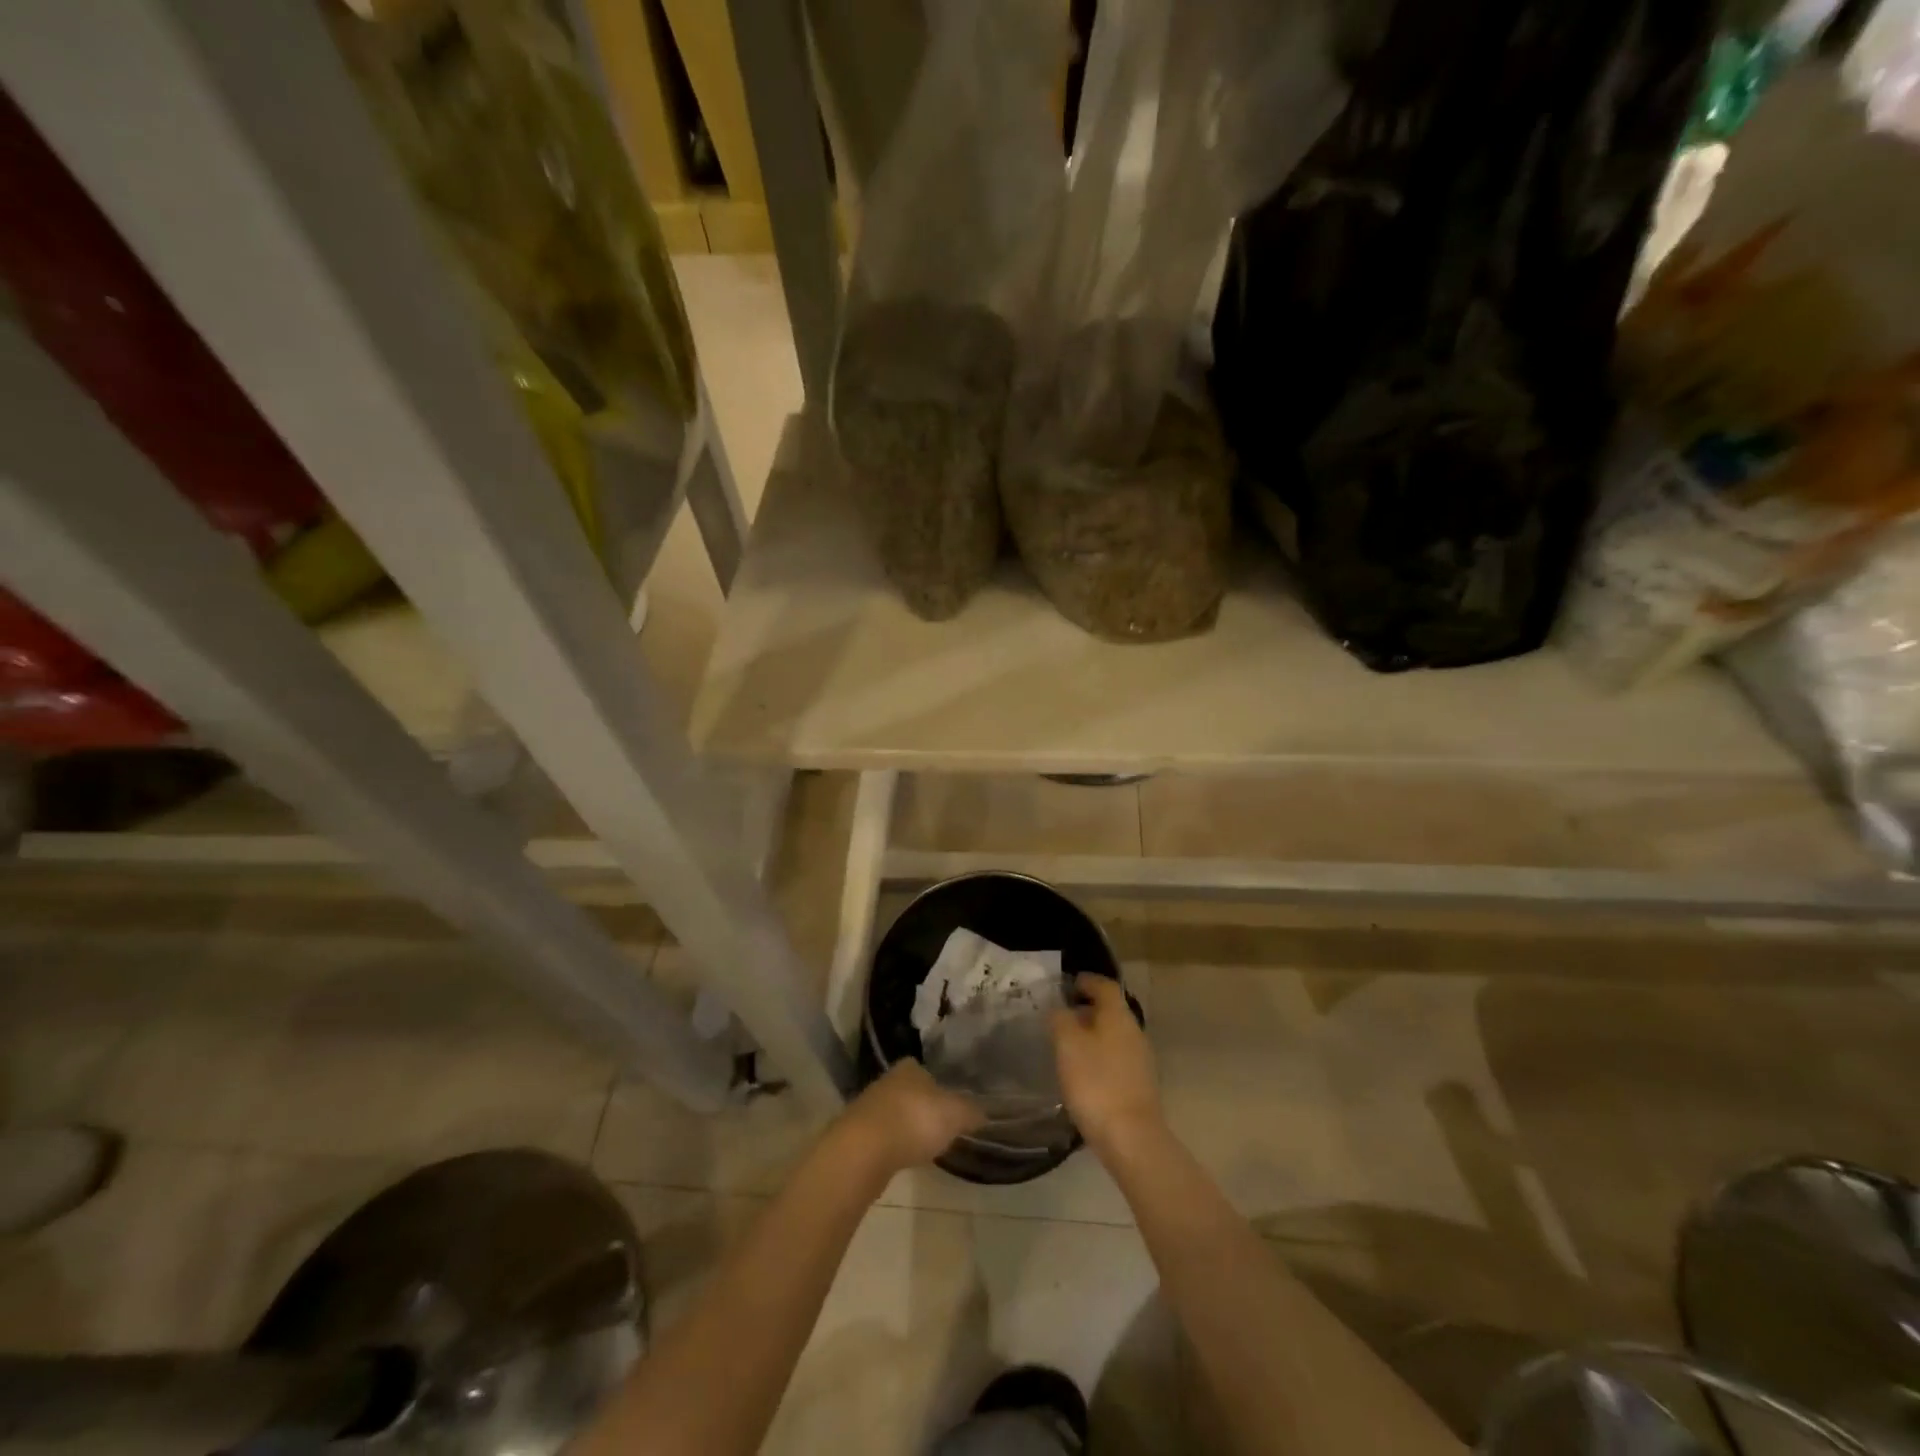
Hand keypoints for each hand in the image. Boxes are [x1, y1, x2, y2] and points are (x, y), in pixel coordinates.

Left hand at [840, 1060, 983, 1172]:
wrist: (864, 1151)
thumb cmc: (914, 1120)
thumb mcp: (955, 1114)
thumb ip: (971, 1112)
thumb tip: (984, 1113)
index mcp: (909, 1067)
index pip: (927, 1070)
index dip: (940, 1086)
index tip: (951, 1104)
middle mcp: (887, 1081)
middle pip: (910, 1092)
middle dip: (923, 1107)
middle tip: (941, 1126)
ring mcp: (869, 1108)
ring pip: (895, 1114)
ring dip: (907, 1127)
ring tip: (924, 1145)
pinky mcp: (857, 1135)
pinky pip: (883, 1137)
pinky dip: (894, 1145)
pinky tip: (903, 1158)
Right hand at [1051, 974, 1158, 1150]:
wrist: (1131, 1138)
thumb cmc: (1096, 1083)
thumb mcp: (1067, 1045)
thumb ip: (1060, 1020)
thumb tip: (1058, 1008)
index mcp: (1118, 1016)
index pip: (1105, 986)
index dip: (1087, 981)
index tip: (1068, 984)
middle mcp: (1134, 1032)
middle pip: (1111, 1011)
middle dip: (1087, 1009)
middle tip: (1060, 1015)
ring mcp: (1140, 1060)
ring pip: (1113, 1035)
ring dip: (1092, 1034)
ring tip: (1067, 1045)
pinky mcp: (1139, 1085)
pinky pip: (1116, 1058)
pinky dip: (1099, 1056)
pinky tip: (1082, 1072)